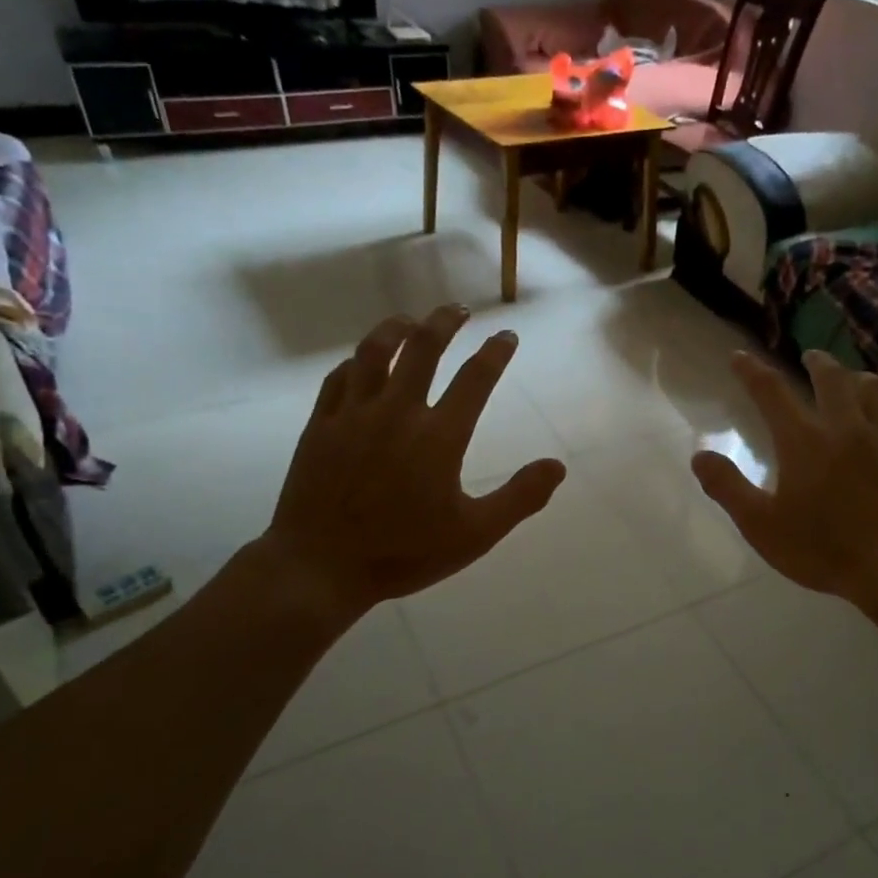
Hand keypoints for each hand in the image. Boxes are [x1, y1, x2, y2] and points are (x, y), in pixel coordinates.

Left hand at [259, 306, 566, 617]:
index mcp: (439, 437)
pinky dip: (357, 362)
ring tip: (412, 320)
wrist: (320, 567)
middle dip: (445, 322)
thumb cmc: (404, 553)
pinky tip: (363, 361)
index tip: (507, 336)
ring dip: (397, 328)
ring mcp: (353, 415)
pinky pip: (339, 378)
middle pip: (423, 348)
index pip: (475, 379)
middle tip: (458, 310)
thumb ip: (520, 497)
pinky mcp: (319, 426)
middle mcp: (397, 412)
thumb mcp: (475, 535)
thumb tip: (558, 466)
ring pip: (375, 352)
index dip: (495, 352)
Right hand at [692, 350, 877, 643]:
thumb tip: (699, 456)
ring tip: (852, 381)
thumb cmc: (823, 549)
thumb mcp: (761, 526)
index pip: (771, 392)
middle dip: (817, 363)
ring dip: (859, 379)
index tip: (739, 357)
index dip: (751, 371)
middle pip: (832, 378)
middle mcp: (846, 427)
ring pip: (876, 389)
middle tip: (809, 358)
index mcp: (804, 441)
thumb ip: (727, 487)